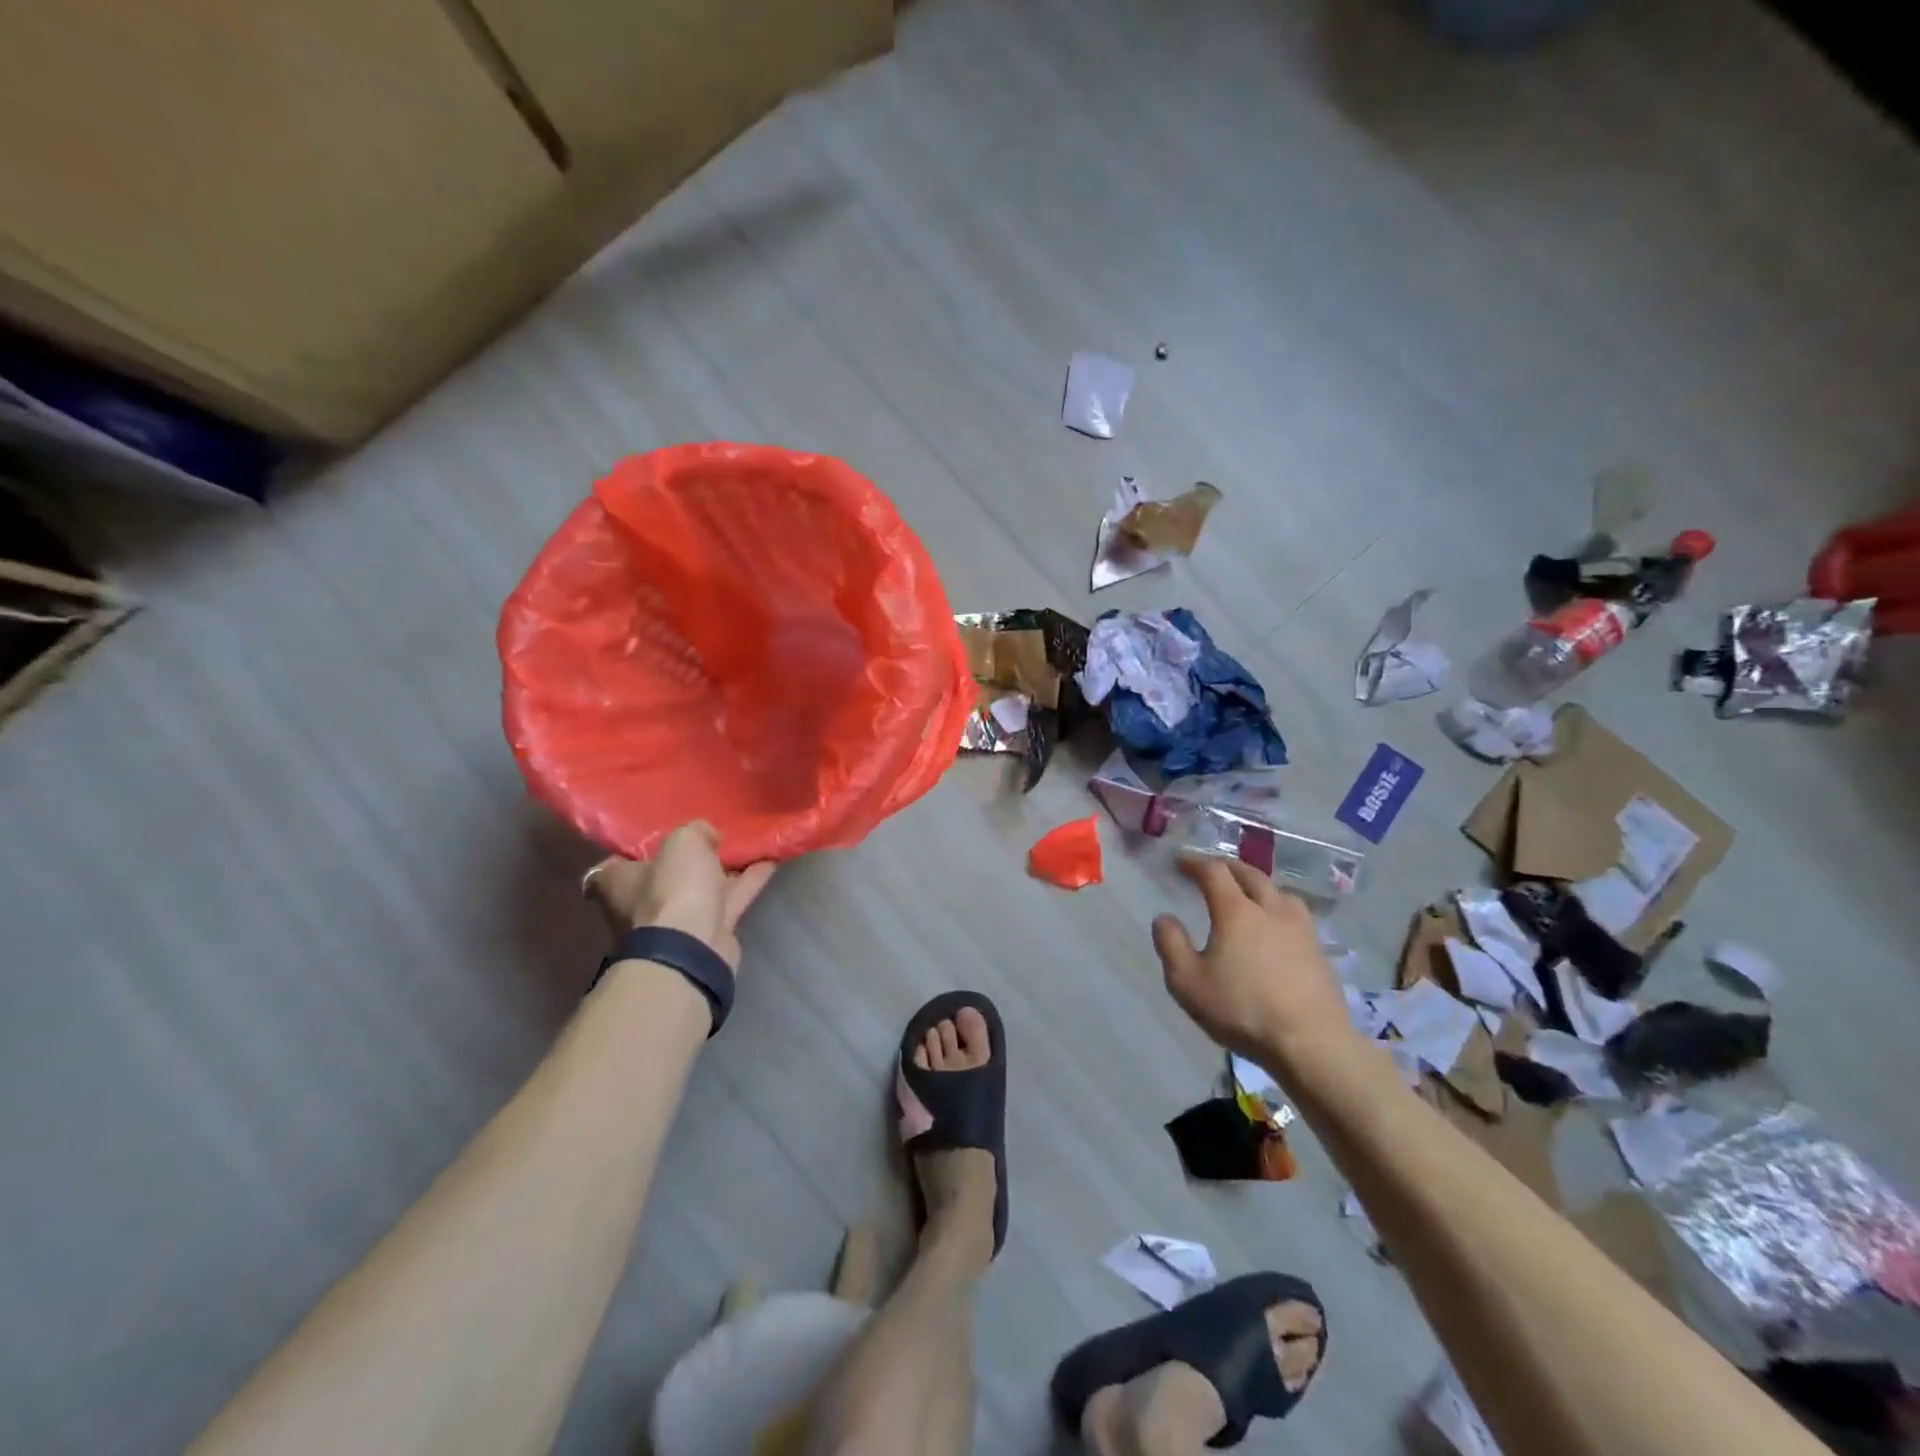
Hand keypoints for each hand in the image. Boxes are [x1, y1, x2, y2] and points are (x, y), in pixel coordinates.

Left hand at [583, 822, 775, 971]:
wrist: (694, 945)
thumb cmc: (673, 888)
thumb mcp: (684, 841)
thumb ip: (696, 830)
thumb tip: (707, 835)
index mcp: (619, 882)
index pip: (616, 863)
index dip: (637, 848)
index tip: (660, 834)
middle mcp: (642, 903)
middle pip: (666, 874)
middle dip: (689, 859)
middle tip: (713, 836)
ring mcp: (677, 920)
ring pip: (703, 887)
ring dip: (725, 868)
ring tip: (749, 843)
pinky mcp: (709, 932)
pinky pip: (731, 899)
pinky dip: (749, 881)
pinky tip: (770, 861)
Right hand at [1151, 854, 1356, 1066]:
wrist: (1312, 1043)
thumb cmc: (1242, 1010)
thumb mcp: (1188, 982)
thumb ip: (1171, 945)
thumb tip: (1164, 917)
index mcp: (1236, 911)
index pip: (1214, 872)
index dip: (1194, 862)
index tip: (1180, 860)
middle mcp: (1271, 909)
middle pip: (1250, 874)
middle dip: (1227, 867)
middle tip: (1212, 869)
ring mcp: (1301, 929)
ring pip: (1279, 891)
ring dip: (1259, 884)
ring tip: (1248, 894)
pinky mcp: (1319, 951)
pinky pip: (1296, 914)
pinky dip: (1279, 908)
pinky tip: (1276, 927)